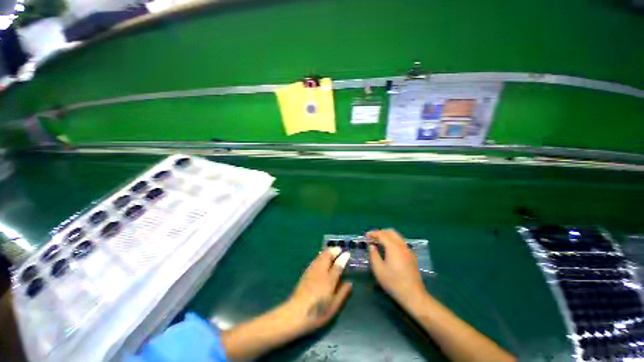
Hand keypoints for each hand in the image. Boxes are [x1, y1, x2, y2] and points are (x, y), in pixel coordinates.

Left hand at [282, 247, 352, 334]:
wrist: (296, 313)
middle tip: (340, 250)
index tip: (348, 253)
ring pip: (320, 255)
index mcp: (329, 279)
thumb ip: (343, 292)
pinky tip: (322, 259)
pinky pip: (316, 259)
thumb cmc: (318, 311)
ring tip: (333, 251)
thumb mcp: (334, 306)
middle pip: (327, 255)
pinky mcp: (306, 272)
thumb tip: (349, 283)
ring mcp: (312, 270)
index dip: (343, 258)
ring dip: (327, 251)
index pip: (338, 264)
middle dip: (334, 250)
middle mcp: (320, 271)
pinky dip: (321, 256)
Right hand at [367, 229, 427, 309]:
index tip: (366, 236)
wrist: (413, 295)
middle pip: (391, 232)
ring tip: (379, 242)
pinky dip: (393, 240)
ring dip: (387, 236)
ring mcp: (408, 250)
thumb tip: (371, 246)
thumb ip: (373, 254)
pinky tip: (389, 249)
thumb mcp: (378, 269)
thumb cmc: (393, 282)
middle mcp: (402, 245)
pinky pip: (401, 242)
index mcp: (393, 247)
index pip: (382, 234)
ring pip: (397, 236)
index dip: (373, 233)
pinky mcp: (411, 255)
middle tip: (372, 238)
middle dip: (380, 232)